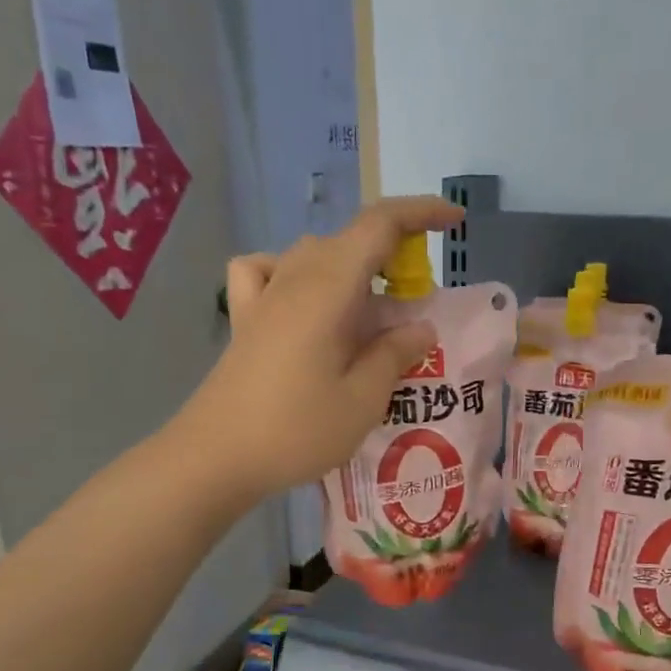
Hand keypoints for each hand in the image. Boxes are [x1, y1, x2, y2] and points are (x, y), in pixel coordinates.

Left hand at [177, 196, 464, 501]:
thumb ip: (394, 354)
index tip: (454, 221)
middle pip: (350, 241)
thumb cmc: (296, 430)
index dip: (421, 213)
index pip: (380, 225)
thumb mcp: (362, 400)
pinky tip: (303, 303)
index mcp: (329, 287)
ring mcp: (263, 295)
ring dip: (354, 273)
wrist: (215, 457)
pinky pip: (269, 272)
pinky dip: (295, 275)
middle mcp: (294, 277)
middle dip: (394, 257)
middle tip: (418, 306)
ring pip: (316, 256)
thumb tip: (419, 327)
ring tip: (371, 317)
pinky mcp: (245, 319)